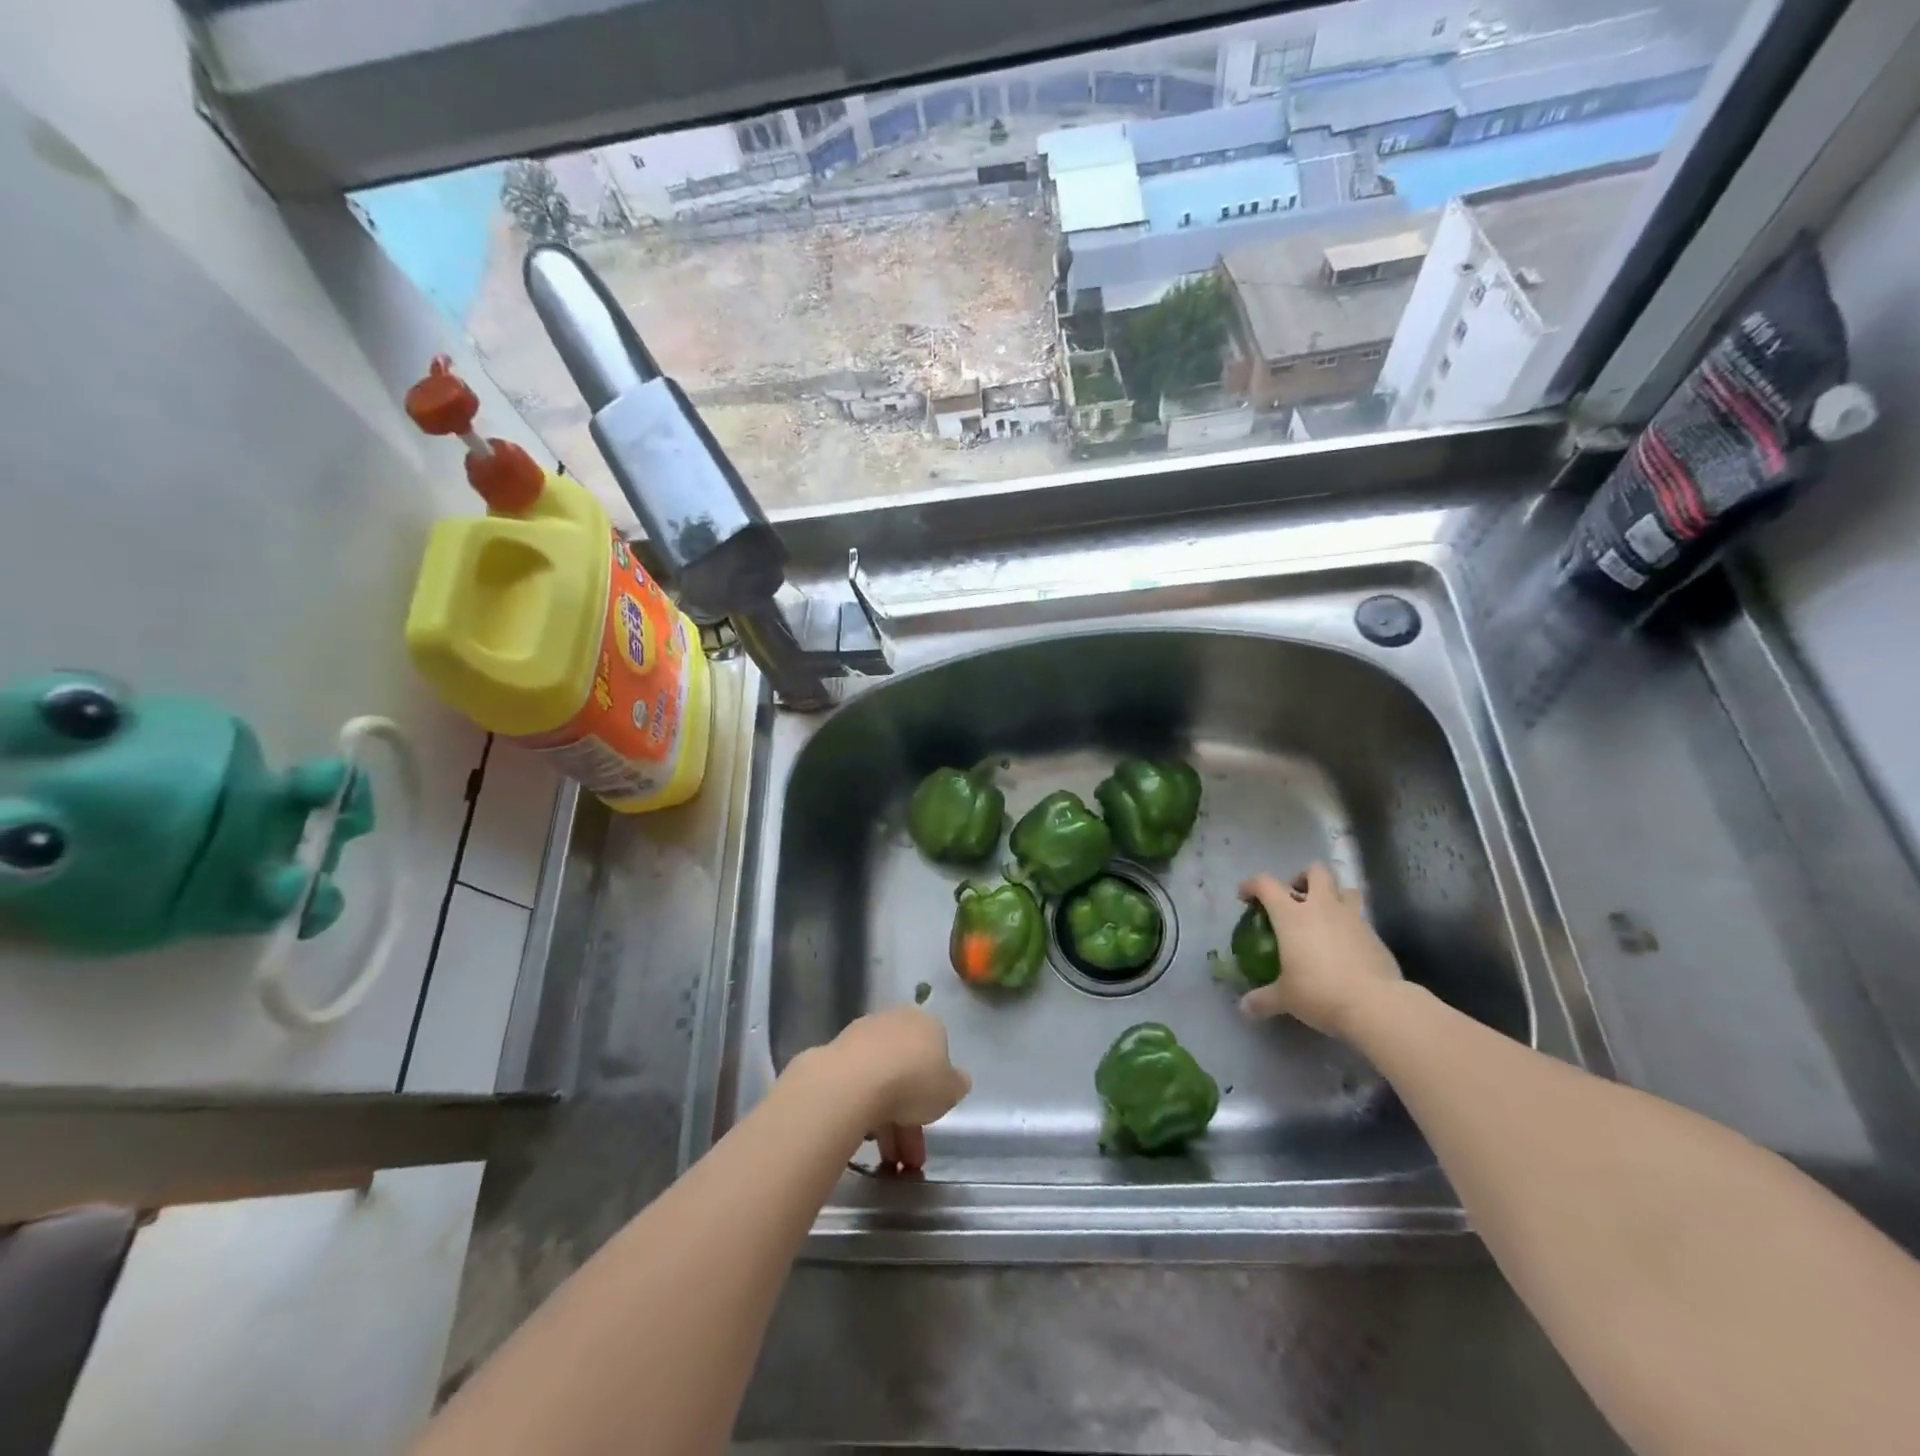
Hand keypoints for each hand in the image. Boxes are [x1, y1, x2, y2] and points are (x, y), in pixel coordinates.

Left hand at [790, 1006, 971, 1172]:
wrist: (854, 1082)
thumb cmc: (913, 1081)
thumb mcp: (951, 1090)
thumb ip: (956, 1084)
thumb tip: (958, 1080)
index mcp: (926, 1024)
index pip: (937, 1052)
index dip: (937, 1088)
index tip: (934, 1116)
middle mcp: (895, 1022)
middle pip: (908, 1071)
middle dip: (911, 1117)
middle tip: (911, 1157)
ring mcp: (863, 1036)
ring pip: (882, 1083)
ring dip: (888, 1124)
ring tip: (888, 1163)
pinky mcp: (836, 1054)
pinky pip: (858, 1087)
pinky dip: (864, 1113)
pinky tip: (865, 1140)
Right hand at [1237, 862, 1402, 1039]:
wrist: (1375, 1005)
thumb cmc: (1320, 992)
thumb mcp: (1285, 998)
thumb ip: (1262, 999)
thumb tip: (1244, 1009)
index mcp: (1292, 915)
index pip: (1266, 884)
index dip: (1252, 885)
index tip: (1246, 896)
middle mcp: (1322, 907)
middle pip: (1316, 871)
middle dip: (1304, 877)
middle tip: (1296, 896)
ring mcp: (1353, 918)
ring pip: (1346, 889)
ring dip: (1334, 895)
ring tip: (1326, 914)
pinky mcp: (1375, 935)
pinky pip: (1361, 918)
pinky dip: (1351, 924)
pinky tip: (1346, 945)